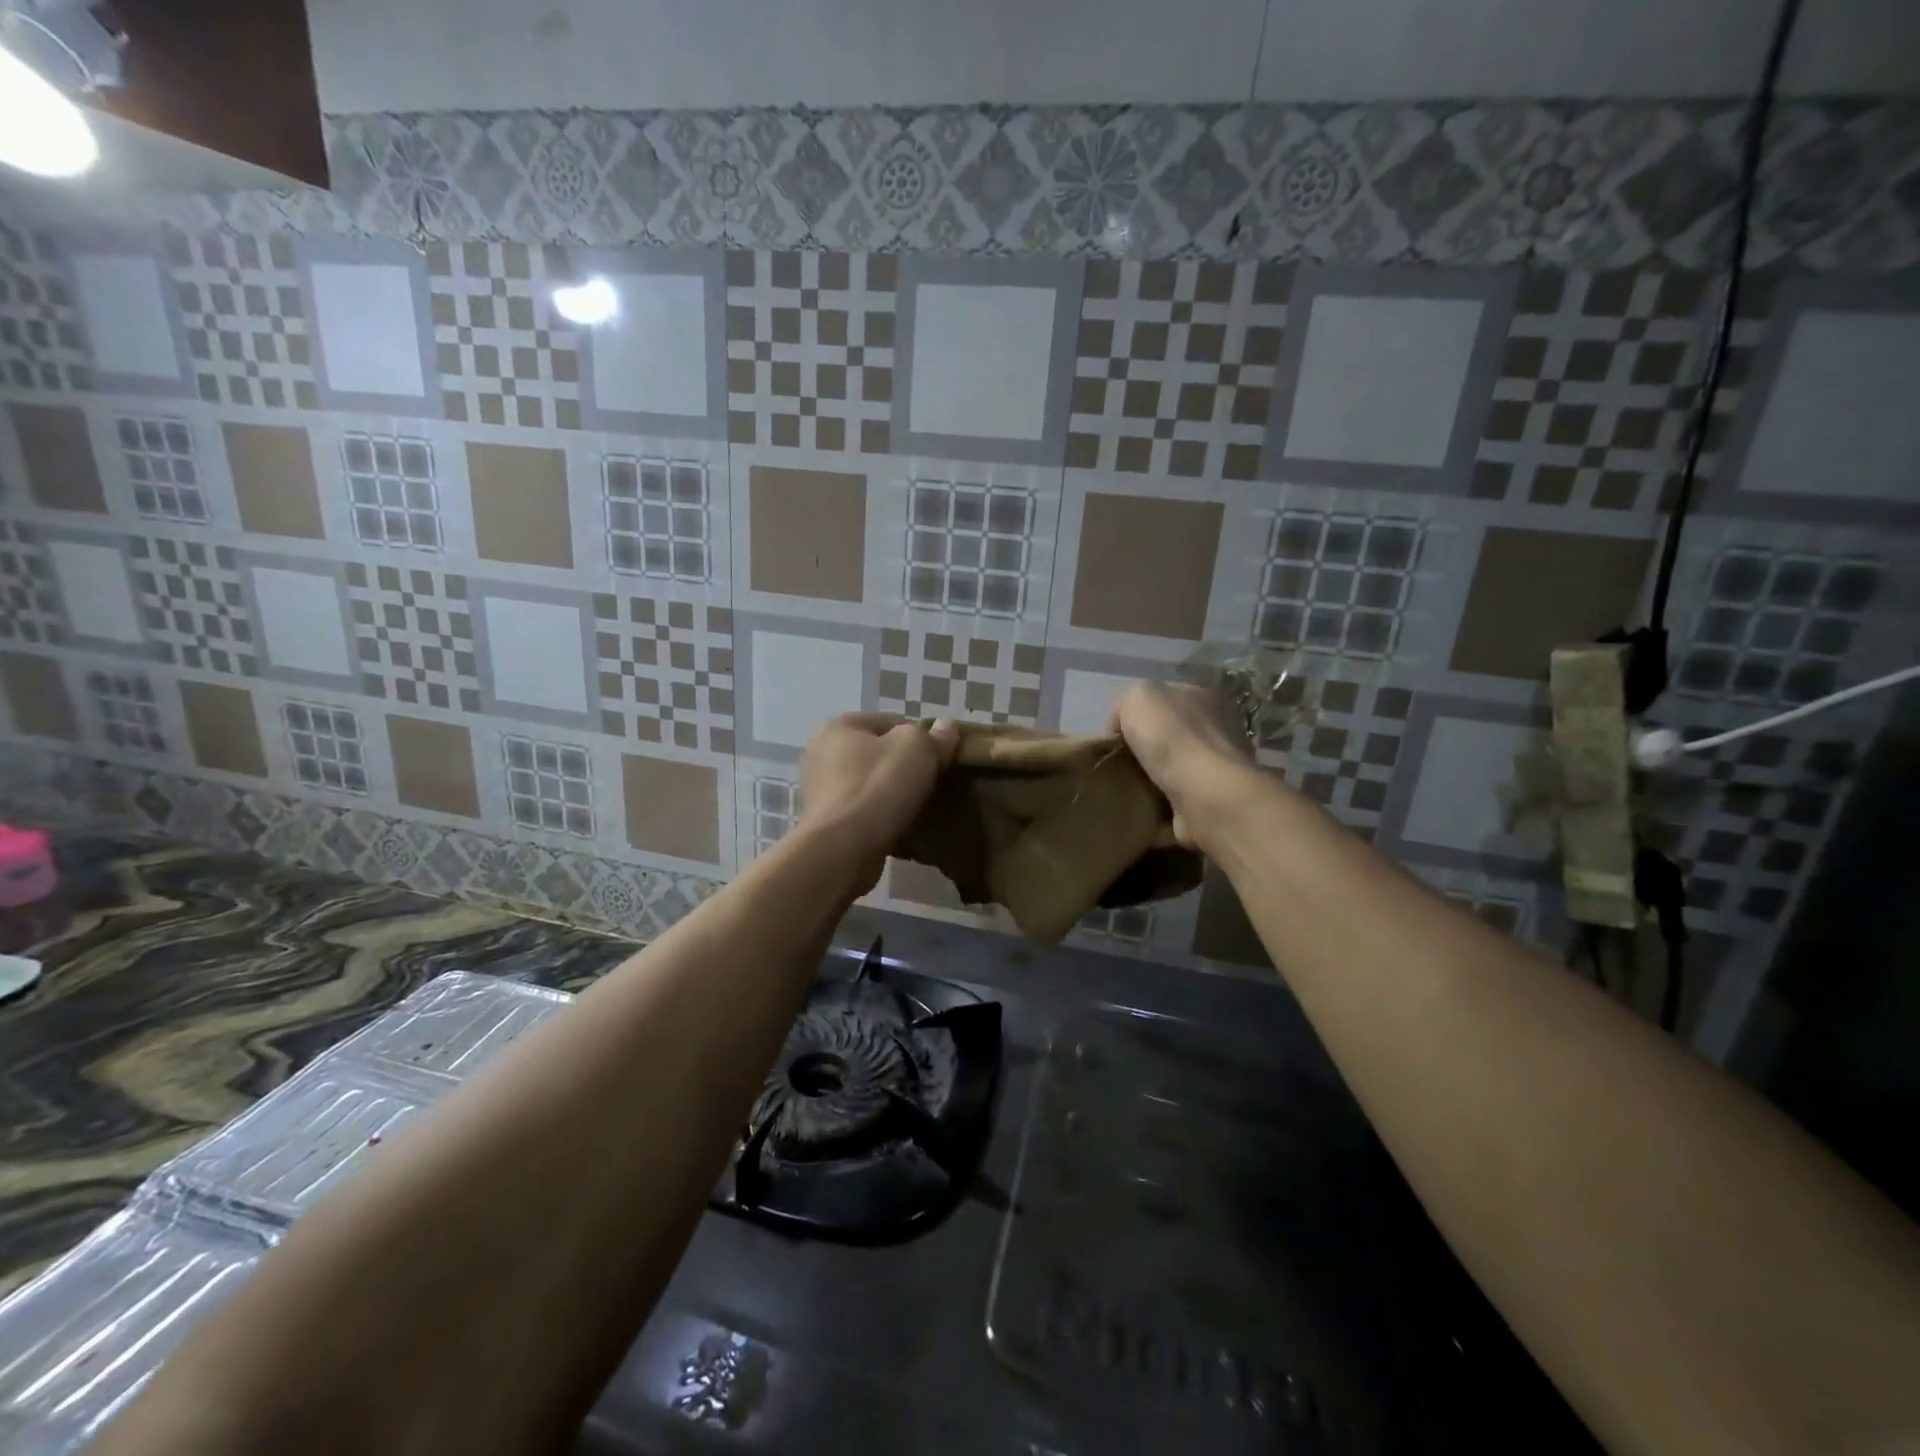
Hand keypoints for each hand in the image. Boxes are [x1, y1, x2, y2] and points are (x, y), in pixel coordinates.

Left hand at [798, 714, 959, 884]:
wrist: (843, 849)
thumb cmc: (878, 788)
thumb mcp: (917, 750)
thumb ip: (934, 736)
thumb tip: (946, 727)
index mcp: (840, 726)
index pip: (891, 721)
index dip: (921, 737)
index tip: (940, 758)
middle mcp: (822, 753)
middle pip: (879, 754)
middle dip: (906, 768)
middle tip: (933, 784)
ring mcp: (820, 791)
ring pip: (871, 785)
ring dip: (893, 795)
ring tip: (920, 809)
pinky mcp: (826, 823)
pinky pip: (863, 813)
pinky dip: (881, 818)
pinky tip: (902, 829)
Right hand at [1107, 682, 1259, 852]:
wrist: (1203, 794)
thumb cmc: (1172, 737)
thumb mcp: (1137, 697)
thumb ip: (1127, 705)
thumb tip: (1122, 728)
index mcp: (1206, 696)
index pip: (1164, 699)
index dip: (1135, 715)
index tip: (1115, 737)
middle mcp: (1219, 727)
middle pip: (1170, 733)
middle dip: (1145, 747)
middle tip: (1119, 763)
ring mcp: (1220, 766)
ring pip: (1175, 766)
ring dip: (1153, 776)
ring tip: (1128, 786)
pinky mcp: (1215, 800)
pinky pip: (1179, 796)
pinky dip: (1162, 801)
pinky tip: (1145, 804)